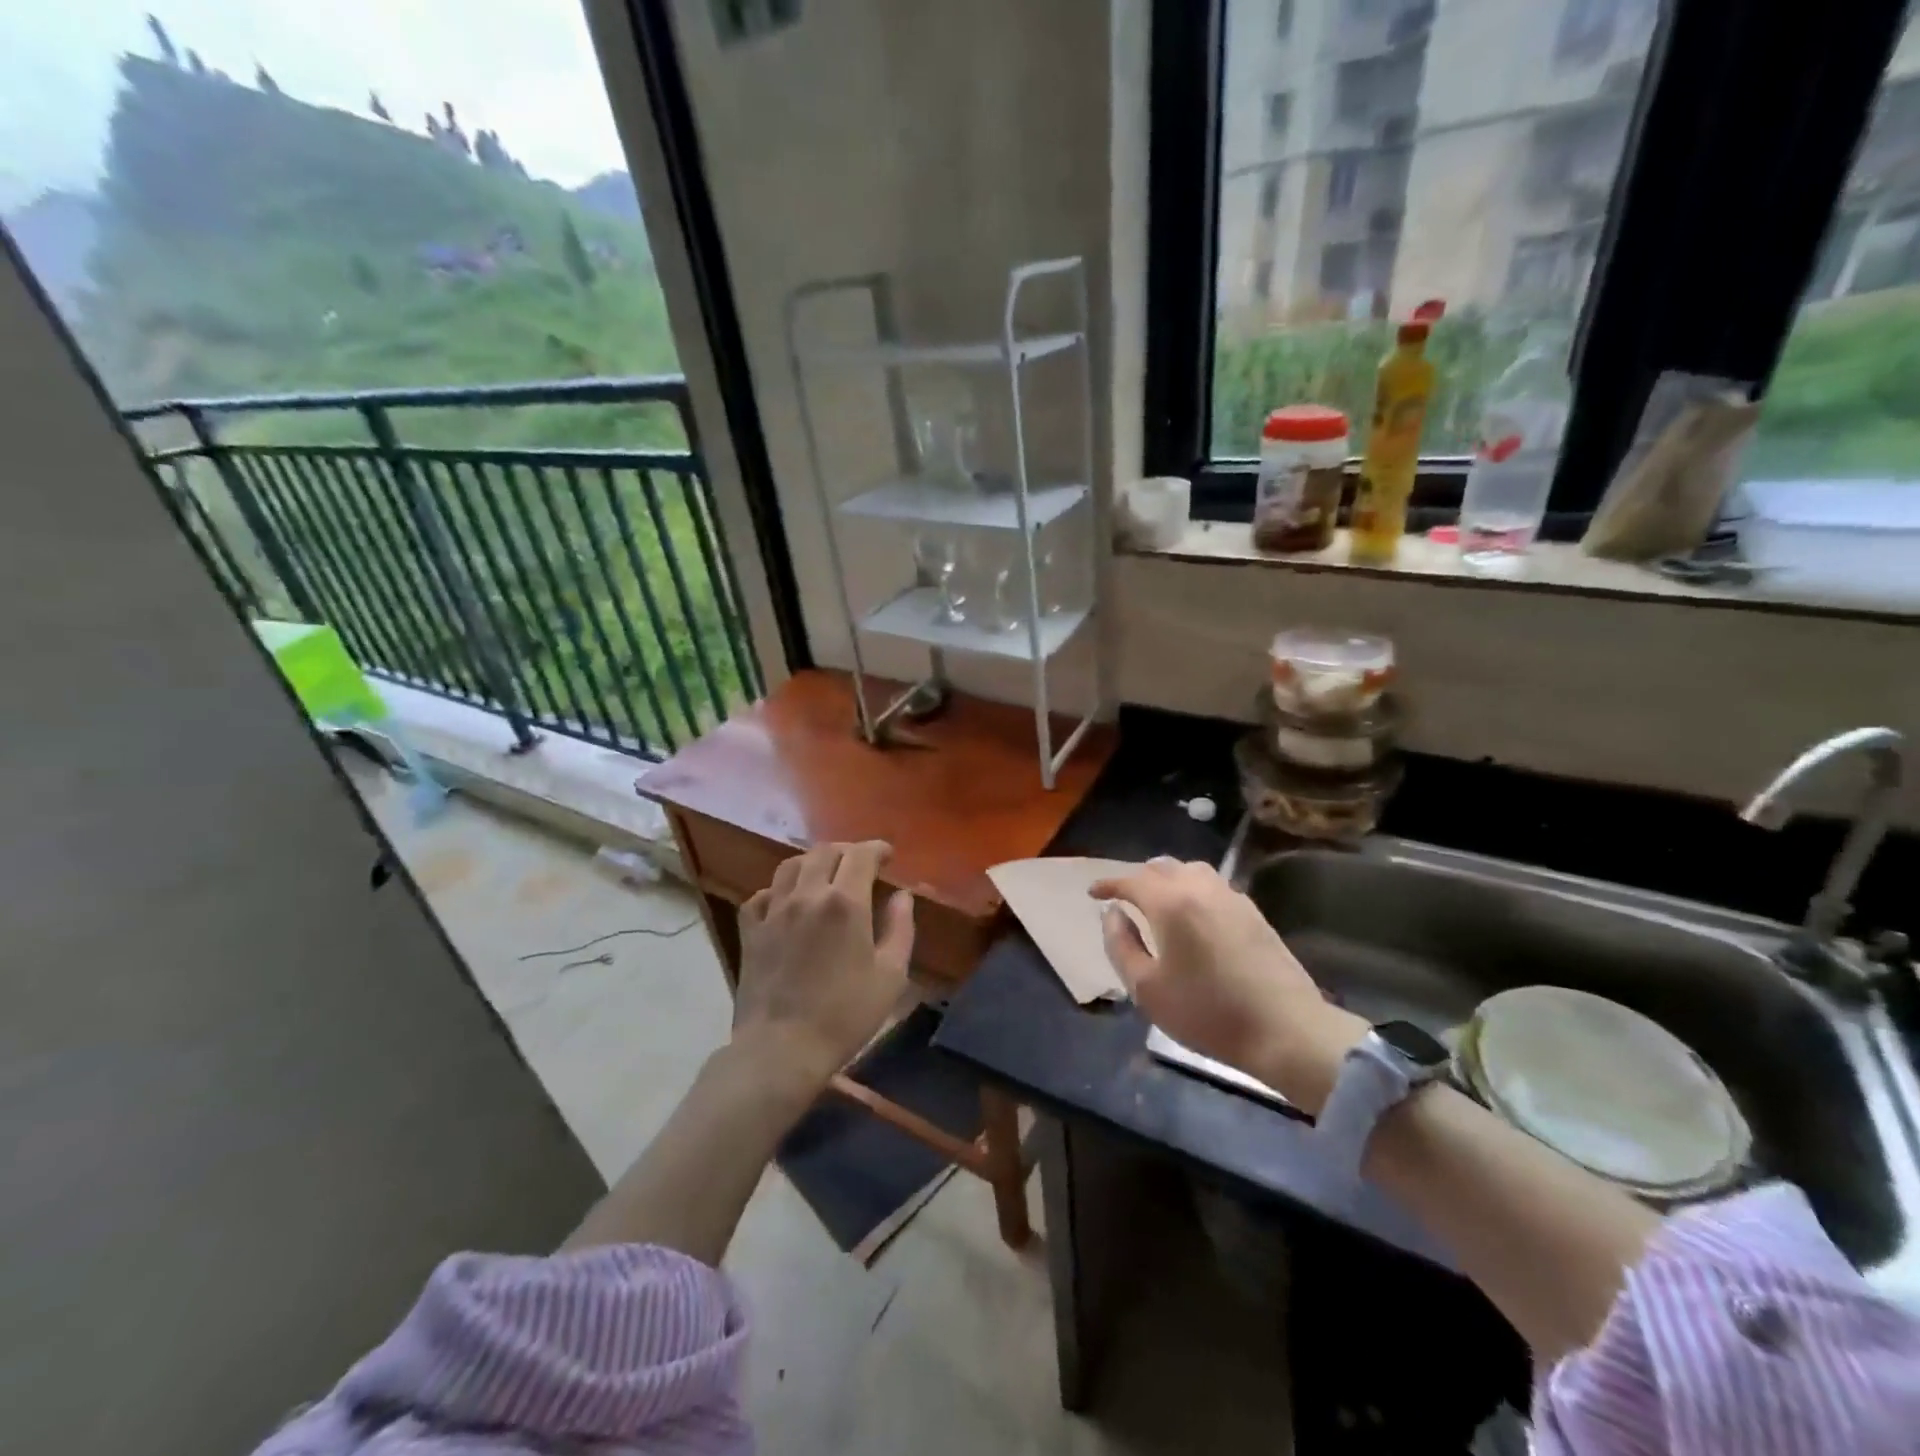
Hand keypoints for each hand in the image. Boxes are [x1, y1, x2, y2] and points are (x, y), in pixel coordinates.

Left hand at [736, 841, 914, 1093]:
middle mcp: (807, 895)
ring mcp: (774, 911)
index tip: (888, 855)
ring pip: (790, 866)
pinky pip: (762, 895)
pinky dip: (778, 890)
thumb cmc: (845, 1015)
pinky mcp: (750, 931)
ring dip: (812, 862)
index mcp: (845, 902)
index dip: (877, 849)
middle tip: (860, 864)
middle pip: (825, 852)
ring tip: (824, 875)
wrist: (782, 1049)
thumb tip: (902, 896)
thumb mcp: (891, 976)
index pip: (861, 855)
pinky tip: (787, 901)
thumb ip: (900, 928)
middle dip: (847, 852)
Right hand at [1090, 858, 1365, 1113]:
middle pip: (1162, 867)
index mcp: (1171, 903)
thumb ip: (1121, 944)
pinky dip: (1193, 888)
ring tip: (1158, 899)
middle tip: (1124, 897)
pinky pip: (1214, 885)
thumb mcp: (1146, 989)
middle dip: (1138, 878)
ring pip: (1192, 870)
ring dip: (1168, 877)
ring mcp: (1232, 897)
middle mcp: (1201, 888)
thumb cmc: (1207, 1013)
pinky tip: (1193, 913)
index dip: (1108, 884)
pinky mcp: (1254, 912)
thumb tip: (1113, 914)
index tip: (1093, 893)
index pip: (1131, 880)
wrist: (1285, 1030)